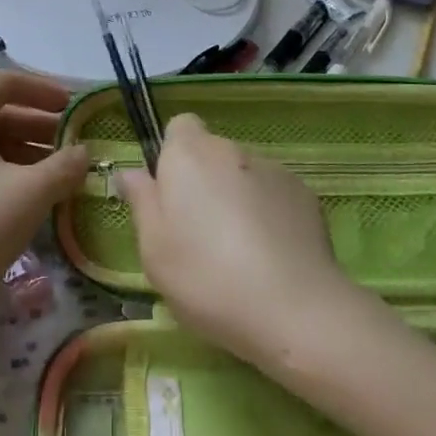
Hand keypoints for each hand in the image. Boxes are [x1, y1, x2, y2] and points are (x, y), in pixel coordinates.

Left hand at [0, 70, 89, 336]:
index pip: (2, 81)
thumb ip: (66, 165)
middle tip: (70, 142)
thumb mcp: (30, 194)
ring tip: (54, 171)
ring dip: (18, 149)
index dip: (43, 89)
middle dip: (35, 124)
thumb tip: (85, 153)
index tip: (74, 106)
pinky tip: (21, 194)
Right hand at [115, 112, 362, 370]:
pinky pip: (274, 194)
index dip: (172, 155)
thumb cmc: (206, 277)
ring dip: (237, 197)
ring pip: (243, 174)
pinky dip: (268, 213)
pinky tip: (271, 257)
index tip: (170, 195)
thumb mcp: (153, 249)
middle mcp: (231, 150)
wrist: (294, 309)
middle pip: (211, 153)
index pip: (179, 126)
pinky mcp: (305, 194)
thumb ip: (141, 201)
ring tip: (239, 252)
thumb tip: (130, 172)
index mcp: (189, 155)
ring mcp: (273, 169)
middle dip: (203, 181)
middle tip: (198, 233)